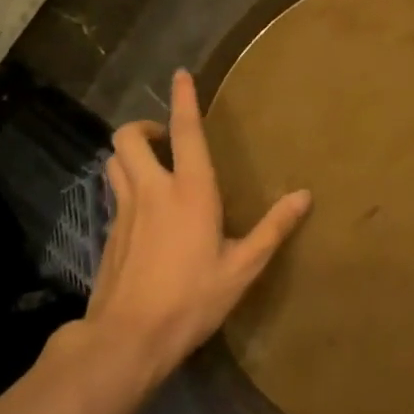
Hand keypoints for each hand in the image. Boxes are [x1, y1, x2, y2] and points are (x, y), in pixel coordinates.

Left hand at [84, 68, 311, 373]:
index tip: (181, 74)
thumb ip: (273, 228)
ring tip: (153, 166)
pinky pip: (113, 193)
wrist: (128, 338)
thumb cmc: (193, 299)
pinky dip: (125, 185)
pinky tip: (144, 211)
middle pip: (128, 138)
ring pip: (114, 162)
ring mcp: (124, 212)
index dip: (183, 99)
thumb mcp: (243, 267)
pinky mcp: (109, 233)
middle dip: (144, 127)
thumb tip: (304, 196)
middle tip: (164, 139)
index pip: (184, 132)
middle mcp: (152, 191)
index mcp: (190, 192)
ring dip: (130, 153)